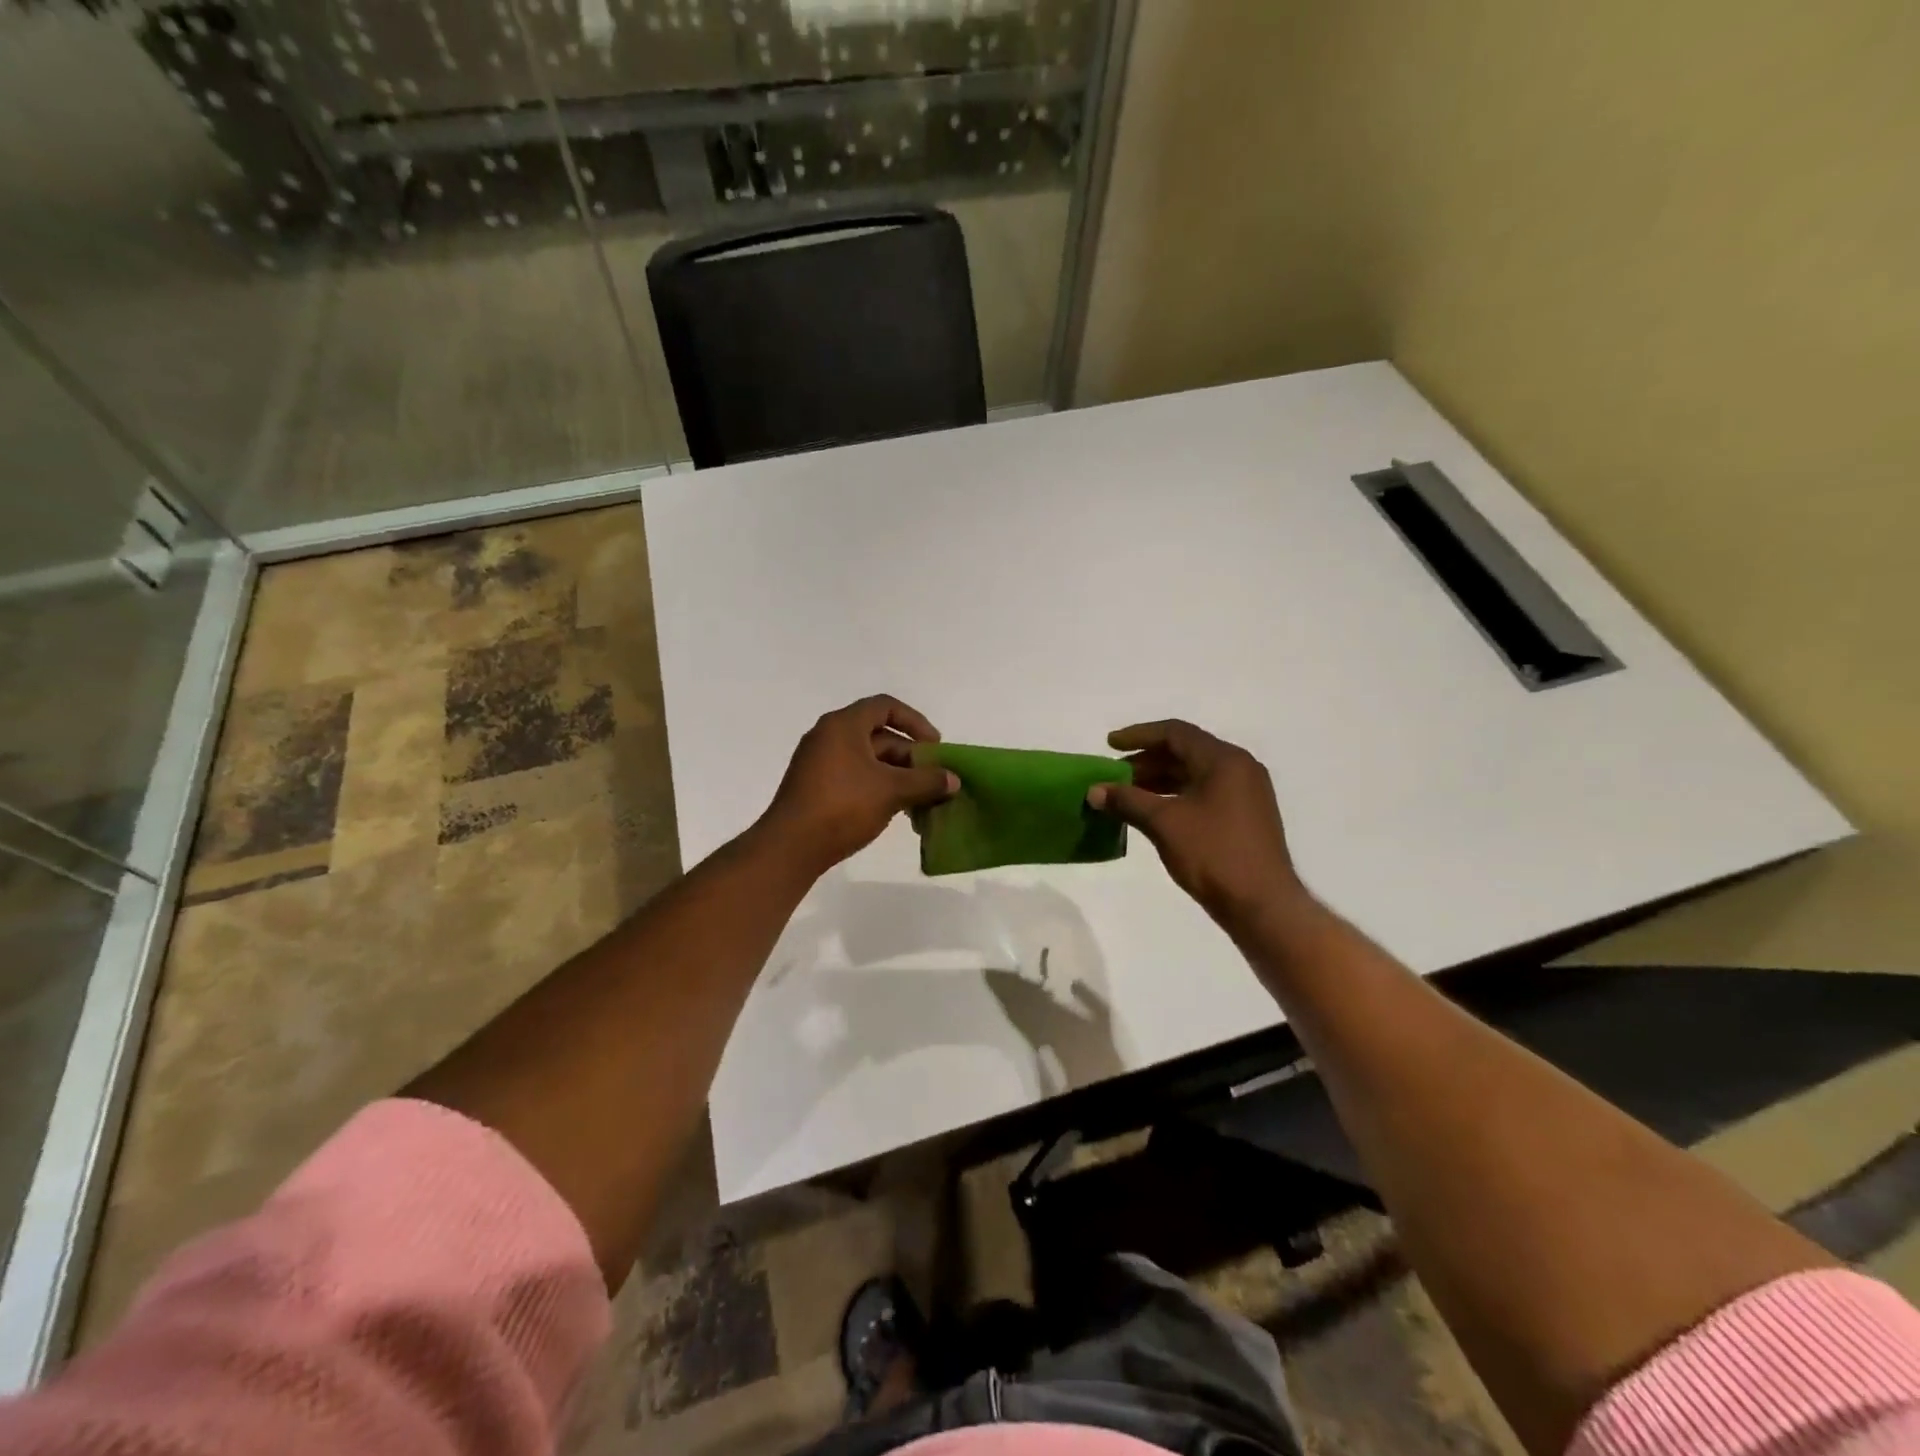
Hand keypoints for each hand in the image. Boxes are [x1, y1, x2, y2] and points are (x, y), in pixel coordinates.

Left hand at [759, 695, 958, 874]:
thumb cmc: (843, 806)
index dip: (915, 722)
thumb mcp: (891, 791)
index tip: (934, 747)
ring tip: (920, 798)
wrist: (790, 847)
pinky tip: (895, 810)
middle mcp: (828, 737)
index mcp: (843, 725)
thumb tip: (954, 780)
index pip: (885, 706)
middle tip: (933, 779)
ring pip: (868, 759)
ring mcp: (818, 763)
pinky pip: (854, 776)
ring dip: (897, 775)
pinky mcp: (815, 787)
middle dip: (909, 756)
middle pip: (878, 735)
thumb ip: (926, 781)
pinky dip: (877, 786)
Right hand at [1087, 720, 1308, 925]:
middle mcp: (1239, 768)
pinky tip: (1152, 812)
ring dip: (1159, 780)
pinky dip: (1176, 796)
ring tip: (1126, 795)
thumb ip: (1127, 801)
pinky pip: (1204, 793)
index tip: (1109, 744)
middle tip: (1114, 775)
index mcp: (1224, 760)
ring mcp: (1246, 793)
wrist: (1262, 905)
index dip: (1139, 735)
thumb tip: (1093, 791)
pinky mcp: (1245, 816)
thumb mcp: (1164, 823)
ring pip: (1194, 774)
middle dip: (1146, 761)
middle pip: (1185, 751)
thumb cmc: (1213, 854)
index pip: (1175, 733)